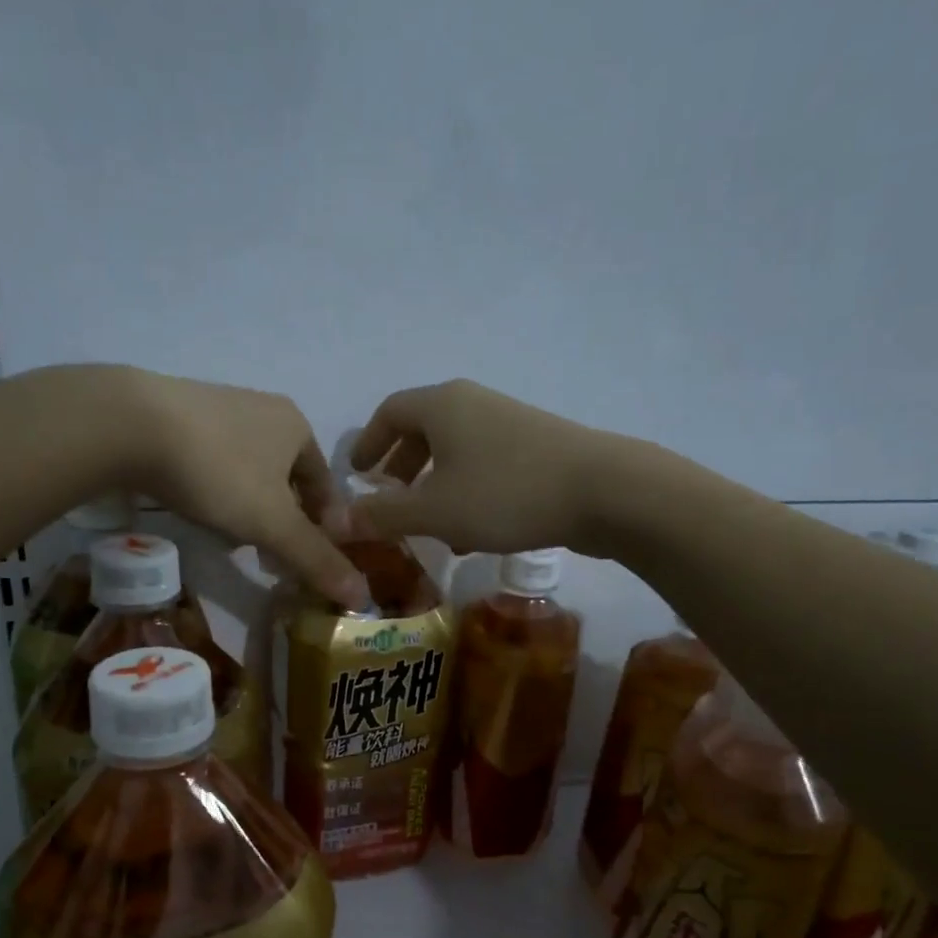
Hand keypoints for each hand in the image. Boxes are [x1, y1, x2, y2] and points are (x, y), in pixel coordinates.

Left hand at [106, 367, 367, 609]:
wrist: (130, 425)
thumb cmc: (219, 472)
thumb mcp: (273, 524)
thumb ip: (316, 559)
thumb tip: (364, 596)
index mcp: (297, 426)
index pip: (325, 485)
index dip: (324, 526)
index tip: (310, 560)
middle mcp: (264, 409)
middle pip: (287, 478)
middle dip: (285, 520)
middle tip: (273, 558)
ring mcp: (220, 407)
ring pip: (251, 470)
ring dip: (251, 507)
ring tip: (235, 540)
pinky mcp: (179, 414)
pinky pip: (214, 460)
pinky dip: (218, 489)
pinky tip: (199, 508)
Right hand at [346, 379, 612, 555]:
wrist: (603, 491)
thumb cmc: (505, 494)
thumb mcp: (434, 511)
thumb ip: (383, 516)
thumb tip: (334, 522)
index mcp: (441, 405)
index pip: (389, 413)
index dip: (367, 443)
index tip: (358, 474)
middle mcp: (473, 404)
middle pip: (423, 429)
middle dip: (401, 466)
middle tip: (389, 499)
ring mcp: (508, 423)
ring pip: (455, 450)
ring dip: (434, 485)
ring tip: (427, 526)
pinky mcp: (536, 446)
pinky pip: (484, 464)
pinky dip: (465, 491)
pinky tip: (471, 533)